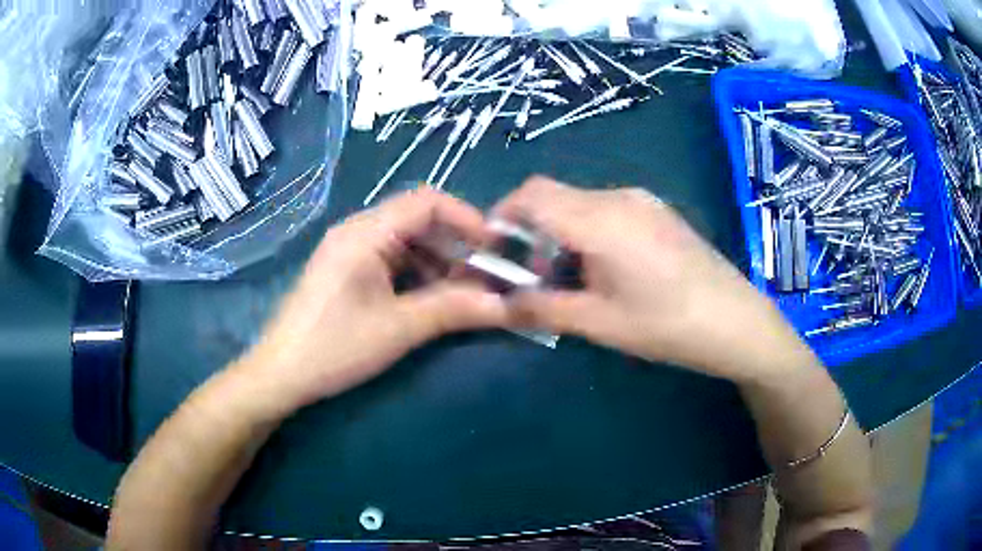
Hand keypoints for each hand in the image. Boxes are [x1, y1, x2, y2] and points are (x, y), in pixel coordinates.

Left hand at [242, 188, 509, 410]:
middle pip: (418, 219)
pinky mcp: (347, 270)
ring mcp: (350, 250)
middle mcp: (357, 230)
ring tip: (463, 291)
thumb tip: (505, 305)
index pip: (426, 201)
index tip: (494, 248)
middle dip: (455, 244)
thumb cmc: (335, 347)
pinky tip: (431, 297)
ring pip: (406, 240)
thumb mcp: (398, 329)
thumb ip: (452, 310)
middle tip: (484, 275)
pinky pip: (391, 258)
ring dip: (438, 261)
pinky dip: (418, 272)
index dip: (466, 217)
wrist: (281, 373)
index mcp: (365, 232)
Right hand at [497, 177, 815, 381]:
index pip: (531, 195)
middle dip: (529, 230)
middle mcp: (619, 197)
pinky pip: (606, 210)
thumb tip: (499, 302)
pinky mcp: (657, 212)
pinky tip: (605, 269)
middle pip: (554, 196)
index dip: (501, 216)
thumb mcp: (599, 323)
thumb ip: (542, 308)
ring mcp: (643, 201)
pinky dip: (586, 232)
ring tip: (569, 278)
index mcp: (601, 219)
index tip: (493, 252)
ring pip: (579, 203)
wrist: (737, 322)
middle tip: (530, 275)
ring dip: (559, 233)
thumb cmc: (668, 325)